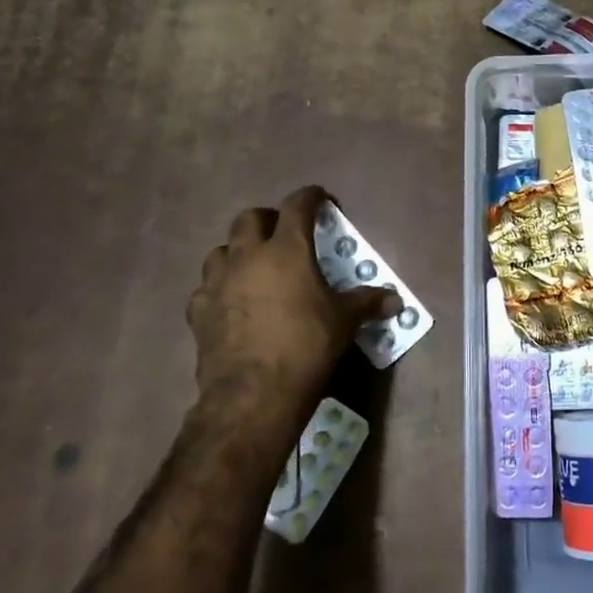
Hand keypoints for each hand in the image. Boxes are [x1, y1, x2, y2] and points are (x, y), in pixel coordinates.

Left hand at [187, 187, 399, 395]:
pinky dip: (219, 289)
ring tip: (253, 267)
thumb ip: (367, 302)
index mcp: (287, 249)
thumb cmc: (306, 346)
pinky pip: (205, 288)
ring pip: (221, 250)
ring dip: (238, 251)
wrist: (252, 394)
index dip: (311, 197)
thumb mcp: (344, 322)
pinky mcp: (198, 312)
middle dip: (268, 219)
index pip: (298, 205)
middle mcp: (248, 256)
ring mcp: (217, 283)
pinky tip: (230, 303)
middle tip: (284, 234)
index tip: (322, 199)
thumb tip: (395, 300)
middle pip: (250, 218)